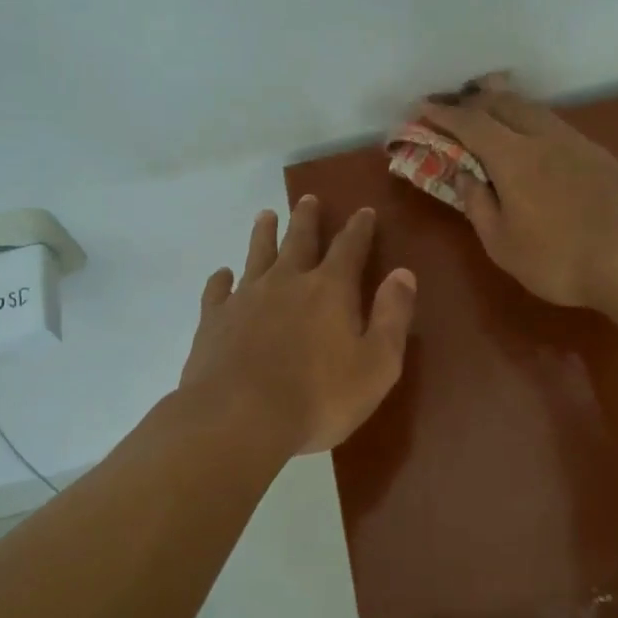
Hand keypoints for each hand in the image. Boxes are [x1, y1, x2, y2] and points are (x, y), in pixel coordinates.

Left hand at [179, 198, 416, 454]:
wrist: (238, 419)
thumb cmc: (318, 398)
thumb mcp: (376, 364)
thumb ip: (392, 316)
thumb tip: (403, 274)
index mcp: (330, 290)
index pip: (350, 247)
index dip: (359, 228)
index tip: (363, 211)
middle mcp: (287, 282)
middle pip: (299, 240)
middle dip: (307, 218)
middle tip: (308, 199)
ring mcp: (246, 298)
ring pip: (257, 254)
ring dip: (264, 234)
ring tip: (266, 216)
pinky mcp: (214, 320)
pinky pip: (217, 290)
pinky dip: (221, 279)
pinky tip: (223, 275)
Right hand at [415, 78, 617, 309]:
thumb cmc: (560, 259)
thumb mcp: (503, 244)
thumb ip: (478, 205)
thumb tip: (464, 176)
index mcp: (514, 157)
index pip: (471, 123)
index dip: (444, 114)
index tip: (422, 108)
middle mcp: (544, 137)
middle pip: (503, 103)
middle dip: (472, 100)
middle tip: (453, 108)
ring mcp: (576, 142)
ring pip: (533, 109)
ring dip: (504, 104)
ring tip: (489, 111)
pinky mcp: (599, 154)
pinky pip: (554, 124)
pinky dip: (530, 120)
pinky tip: (532, 137)